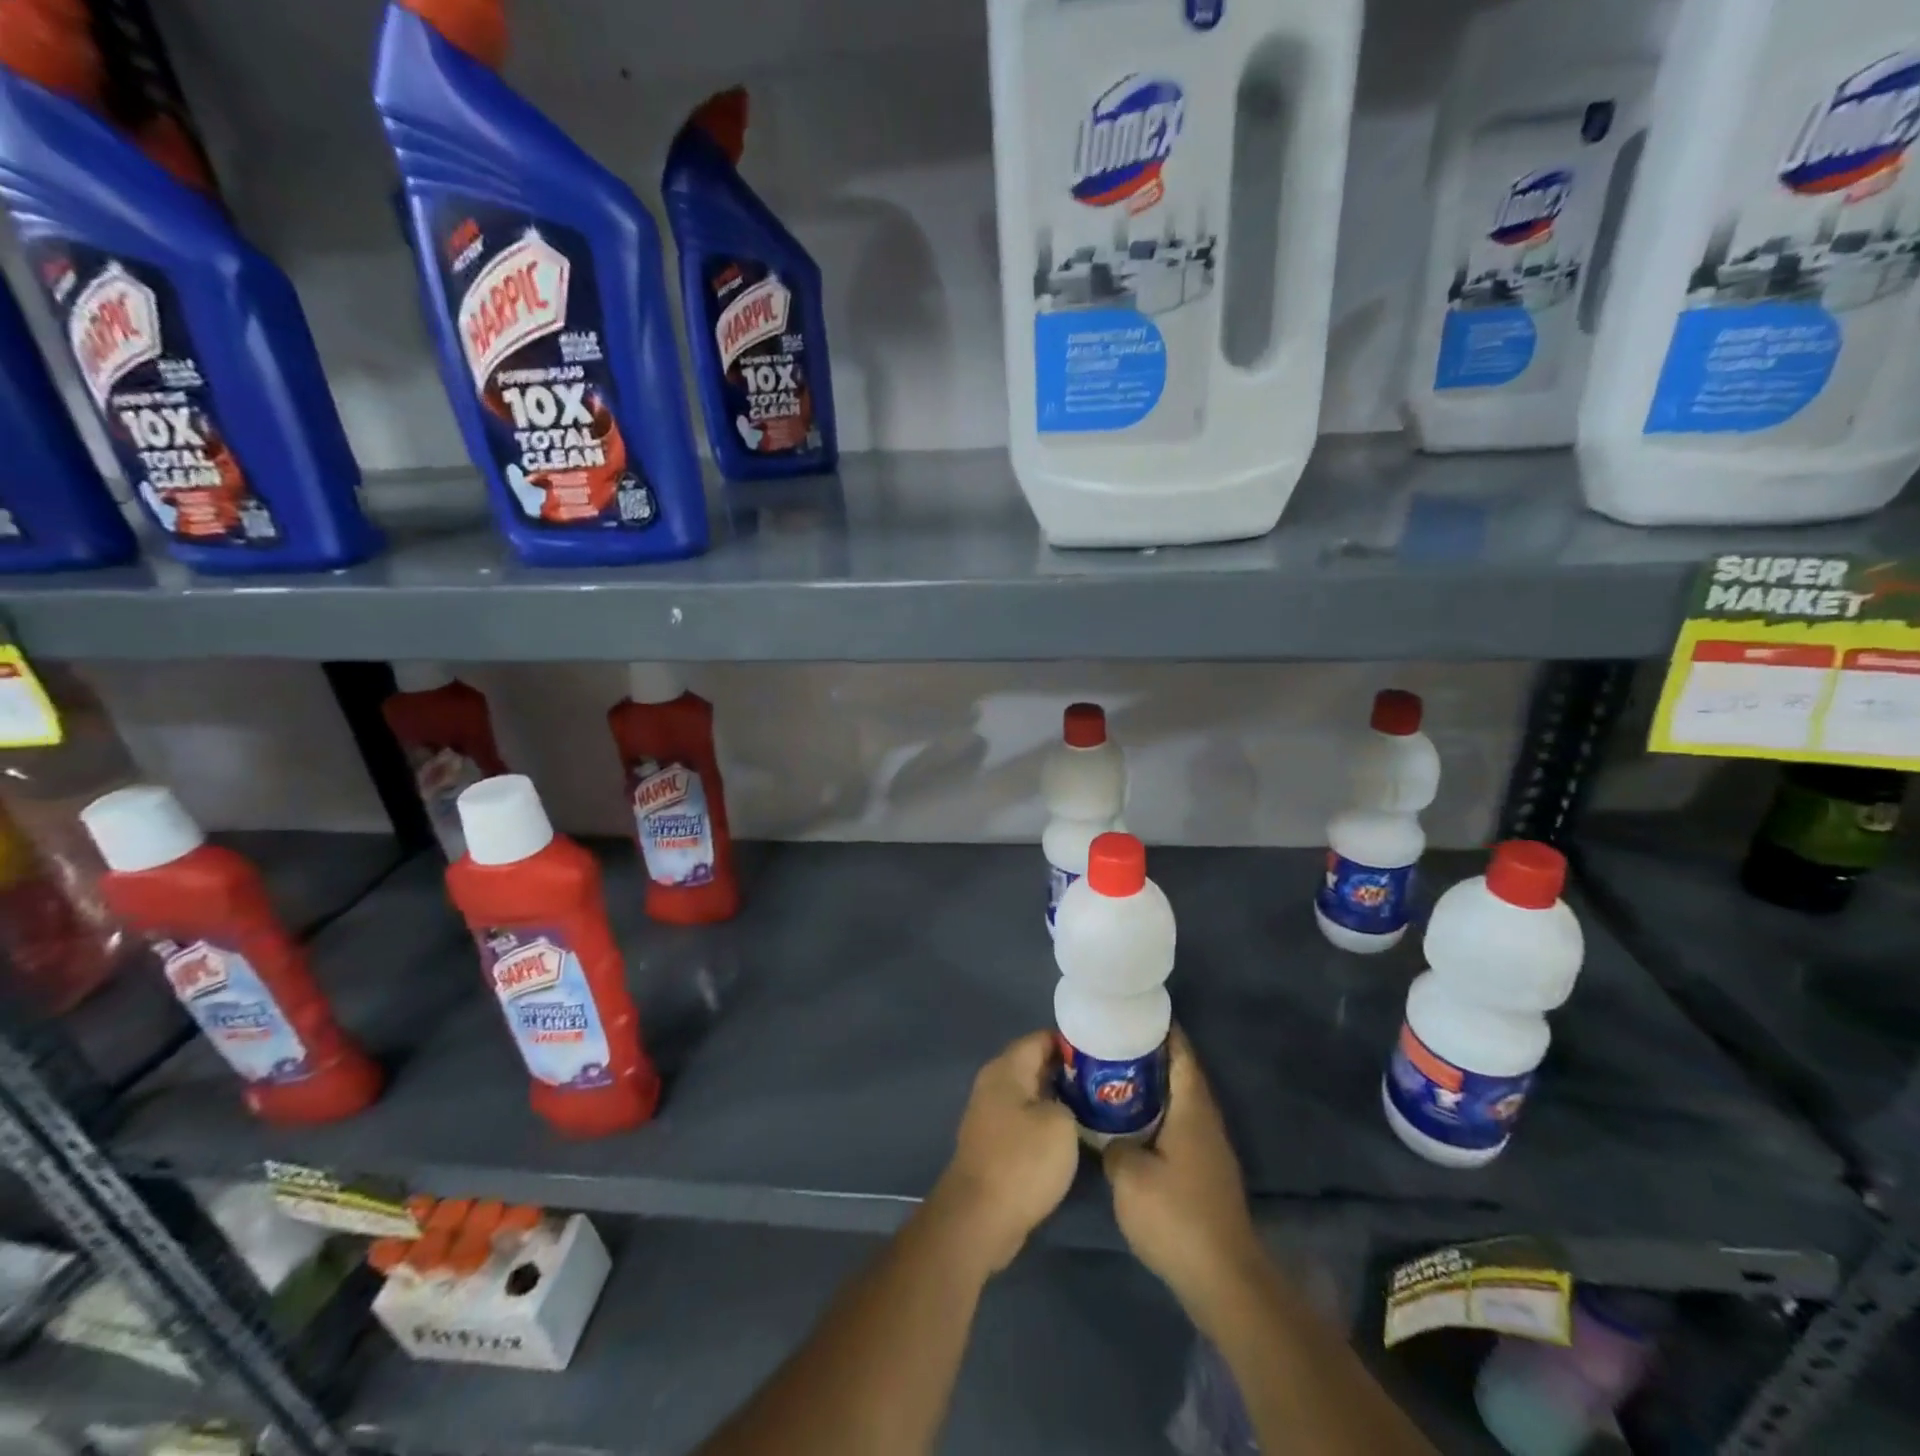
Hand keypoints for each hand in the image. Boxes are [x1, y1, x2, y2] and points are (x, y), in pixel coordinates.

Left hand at [929, 1031, 1080, 1275]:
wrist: (980, 1218)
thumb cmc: (1022, 1162)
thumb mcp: (1061, 1124)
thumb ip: (1069, 1100)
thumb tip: (1066, 1102)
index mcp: (1007, 1068)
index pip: (1042, 1038)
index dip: (1074, 1043)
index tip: (1104, 1053)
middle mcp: (995, 1083)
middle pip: (1037, 1064)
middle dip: (1070, 1071)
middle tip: (1107, 1082)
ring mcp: (991, 1114)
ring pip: (1033, 1094)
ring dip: (1060, 1099)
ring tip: (1098, 1106)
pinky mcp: (995, 1143)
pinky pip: (1026, 1120)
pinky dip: (1048, 1122)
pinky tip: (1074, 1136)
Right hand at [1104, 1029, 1264, 1318]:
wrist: (1223, 1280)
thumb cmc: (1177, 1216)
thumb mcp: (1129, 1176)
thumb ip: (1113, 1145)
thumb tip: (1109, 1138)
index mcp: (1192, 1108)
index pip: (1180, 1053)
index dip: (1161, 1029)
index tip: (1134, 1012)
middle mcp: (1206, 1121)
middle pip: (1179, 1074)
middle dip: (1149, 1056)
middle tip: (1112, 1043)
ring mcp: (1209, 1149)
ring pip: (1178, 1102)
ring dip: (1151, 1088)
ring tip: (1113, 1077)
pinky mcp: (1205, 1174)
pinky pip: (1178, 1127)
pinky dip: (1156, 1116)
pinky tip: (1129, 1125)